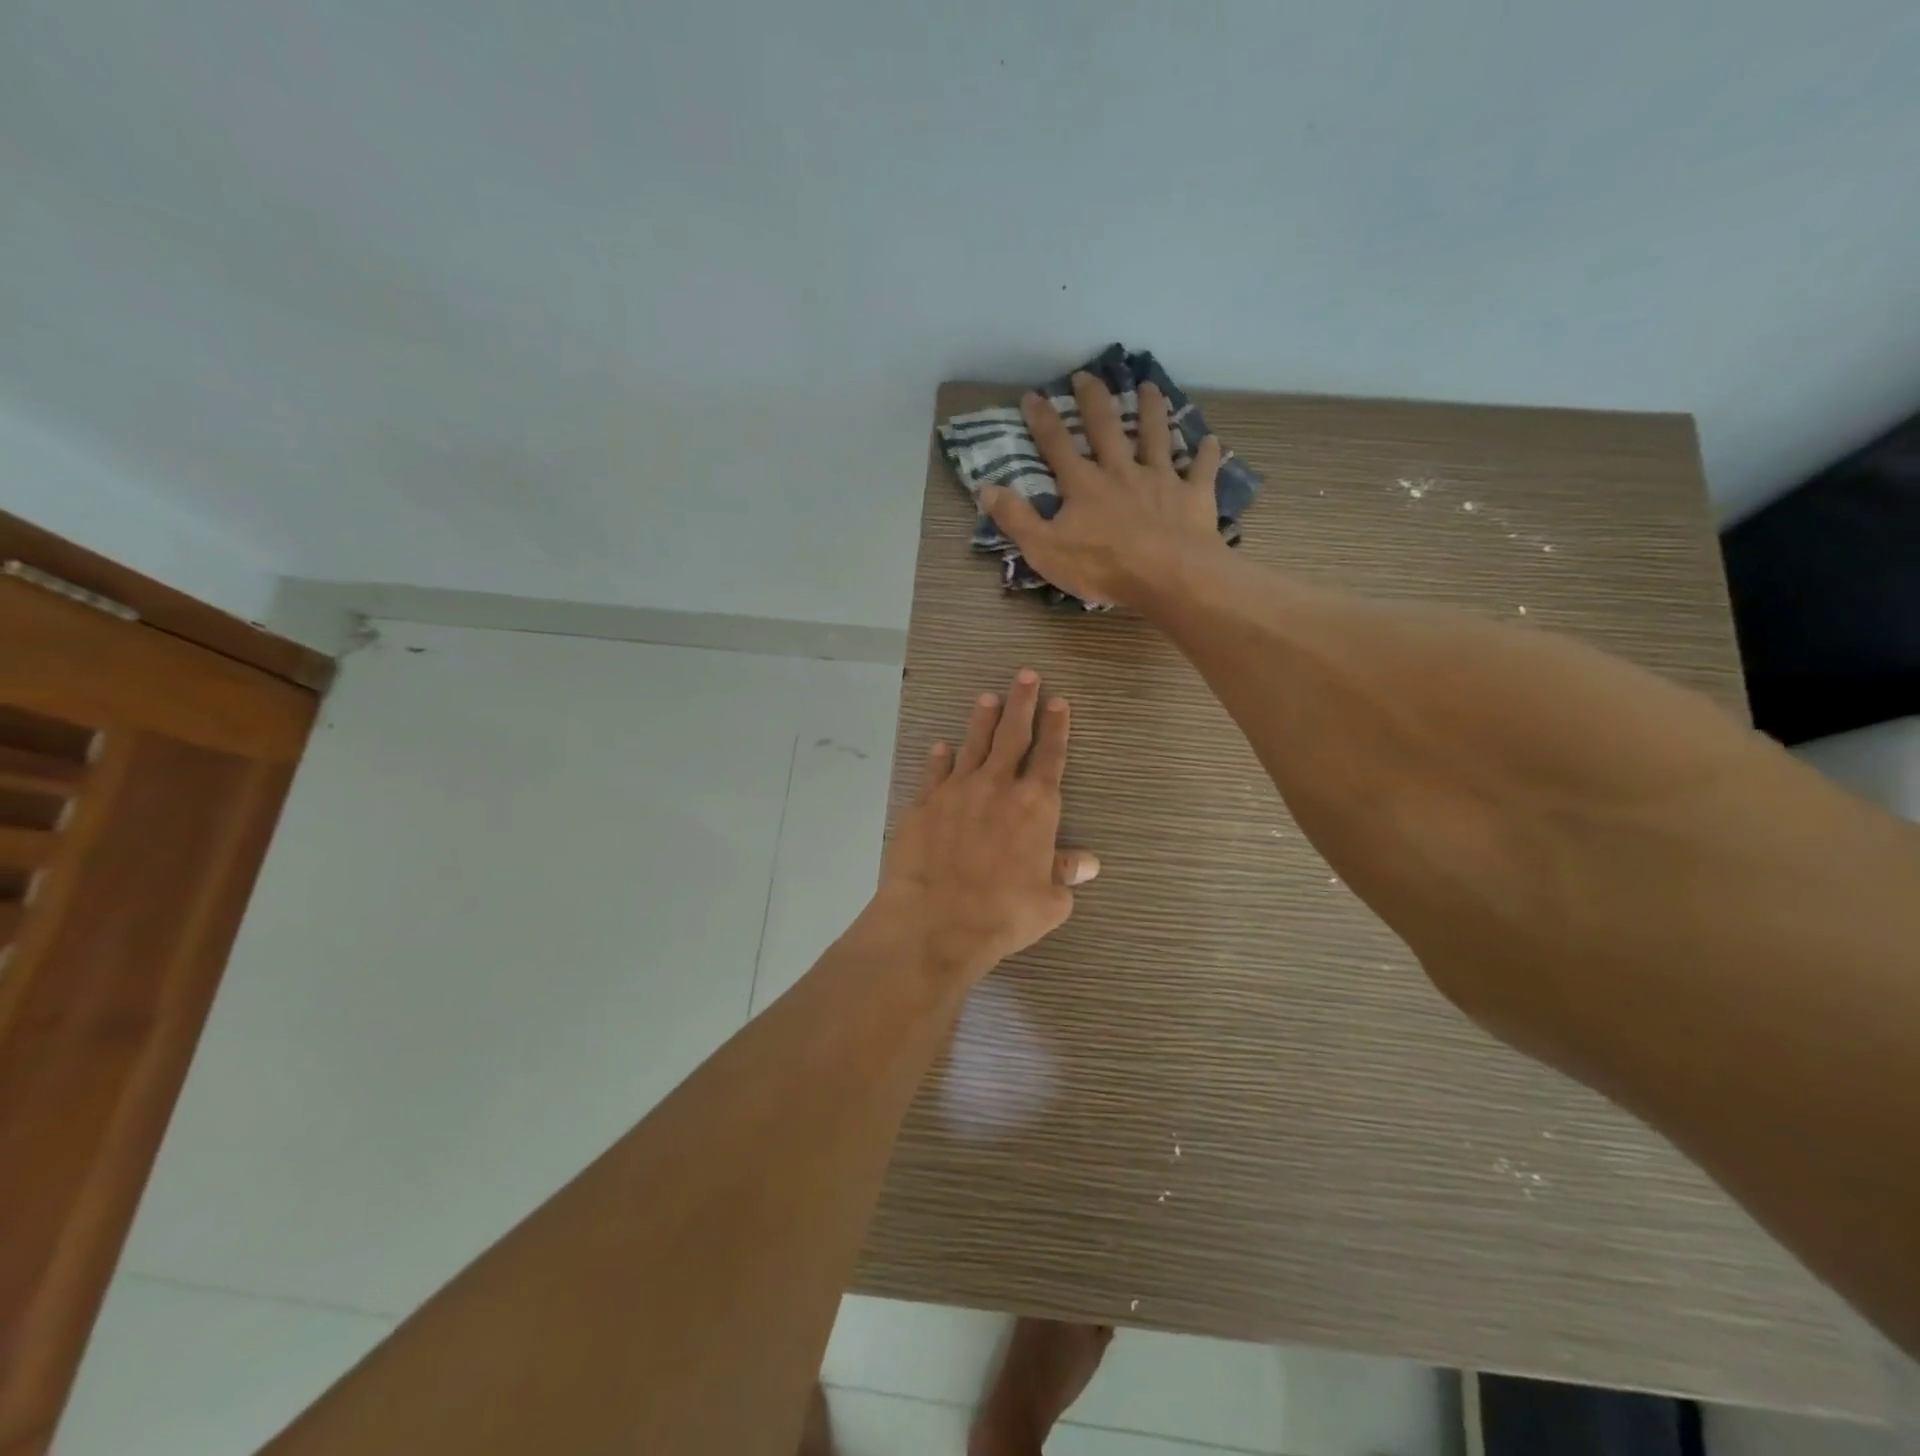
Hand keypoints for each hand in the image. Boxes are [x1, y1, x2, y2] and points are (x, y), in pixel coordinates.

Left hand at [873, 669, 1098, 983]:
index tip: (1058, 701)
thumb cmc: (1003, 913)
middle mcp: (998, 787)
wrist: (937, 920)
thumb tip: (1089, 863)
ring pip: (974, 744)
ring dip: (983, 719)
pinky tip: (941, 746)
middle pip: (1013, 735)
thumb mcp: (1049, 901)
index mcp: (1036, 806)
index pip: (1050, 756)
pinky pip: (934, 771)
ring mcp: (958, 790)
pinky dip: (939, 757)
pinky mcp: (924, 803)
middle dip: (1022, 703)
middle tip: (1026, 675)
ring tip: (988, 697)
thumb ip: (1066, 874)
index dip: (1056, 727)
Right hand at [982, 372, 1227, 607]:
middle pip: (1106, 428)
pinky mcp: (1192, 496)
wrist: (1167, 576)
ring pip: (1155, 436)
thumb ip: (1016, 518)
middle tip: (1088, 375)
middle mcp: (1121, 472)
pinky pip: (1201, 470)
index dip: (1043, 420)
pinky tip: (1210, 442)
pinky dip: (1206, 455)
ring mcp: (1160, 480)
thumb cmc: (1102, 566)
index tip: (1032, 395)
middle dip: (1094, 400)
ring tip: (1149, 386)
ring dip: (1151, 410)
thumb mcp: (1044, 549)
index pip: (1057, 445)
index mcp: (1084, 485)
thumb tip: (986, 488)